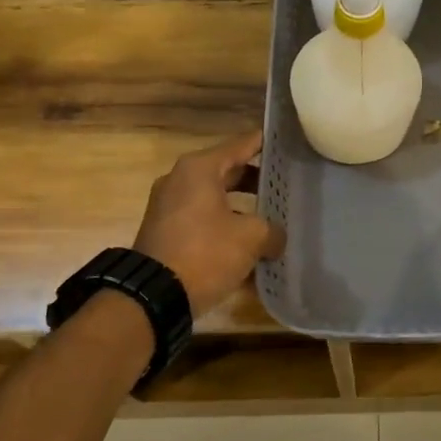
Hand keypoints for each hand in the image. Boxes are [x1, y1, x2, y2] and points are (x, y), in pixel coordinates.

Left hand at [133, 133, 285, 316]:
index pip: (242, 144)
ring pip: (216, 199)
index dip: (267, 144)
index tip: (289, 143)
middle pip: (229, 171)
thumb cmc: (205, 253)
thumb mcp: (251, 238)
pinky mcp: (166, 232)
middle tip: (288, 186)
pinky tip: (249, 247)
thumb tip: (275, 238)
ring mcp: (170, 207)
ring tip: (273, 220)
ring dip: (243, 208)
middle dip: (258, 181)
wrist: (152, 297)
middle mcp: (181, 180)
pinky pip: (204, 221)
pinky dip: (225, 227)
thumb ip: (272, 230)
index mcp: (200, 168)